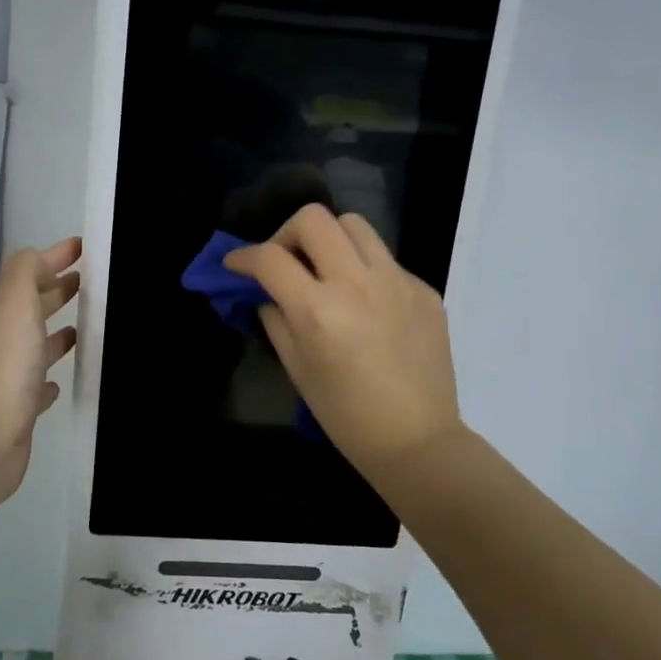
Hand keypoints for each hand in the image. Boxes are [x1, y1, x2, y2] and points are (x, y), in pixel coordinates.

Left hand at [0, 236, 80, 502]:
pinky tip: (61, 381)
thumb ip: (26, 270)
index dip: (54, 256)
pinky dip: (49, 380)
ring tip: (87, 327)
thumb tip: (39, 258)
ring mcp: (8, 376)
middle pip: (31, 308)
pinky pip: (37, 388)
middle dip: (57, 291)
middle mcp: (1, 339)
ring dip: (56, 335)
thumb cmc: (3, 361)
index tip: (85, 247)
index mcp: (0, 311)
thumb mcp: (15, 299)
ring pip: (36, 346)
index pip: (28, 272)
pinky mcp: (19, 411)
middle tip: (92, 283)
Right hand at [224, 206, 464, 473]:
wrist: (418, 441)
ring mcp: (397, 282)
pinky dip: (365, 271)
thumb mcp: (297, 369)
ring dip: (330, 240)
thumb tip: (269, 293)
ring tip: (327, 270)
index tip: (236, 264)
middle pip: (314, 218)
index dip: (243, 256)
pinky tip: (367, 305)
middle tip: (286, 261)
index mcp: (318, 310)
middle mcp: (357, 283)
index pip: (270, 257)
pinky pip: (385, 260)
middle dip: (287, 233)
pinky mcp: (424, 290)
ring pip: (355, 225)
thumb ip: (276, 320)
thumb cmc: (346, 415)